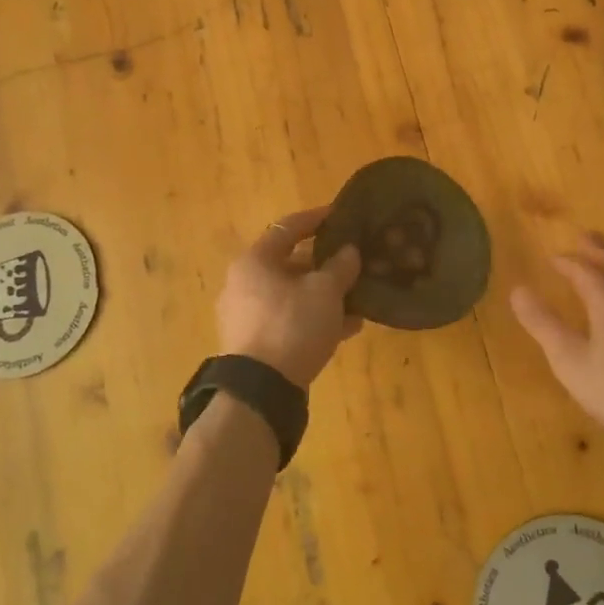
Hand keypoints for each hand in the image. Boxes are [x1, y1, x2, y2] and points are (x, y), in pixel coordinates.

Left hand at [217, 207, 362, 387]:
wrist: (261, 390)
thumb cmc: (292, 325)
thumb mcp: (325, 292)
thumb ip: (341, 266)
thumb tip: (349, 251)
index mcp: (255, 261)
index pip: (288, 227)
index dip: (317, 218)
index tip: (342, 214)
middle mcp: (244, 283)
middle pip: (291, 263)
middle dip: (326, 264)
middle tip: (355, 261)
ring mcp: (247, 315)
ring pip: (293, 294)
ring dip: (325, 294)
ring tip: (358, 298)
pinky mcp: (255, 343)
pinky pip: (290, 320)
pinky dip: (315, 318)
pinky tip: (347, 328)